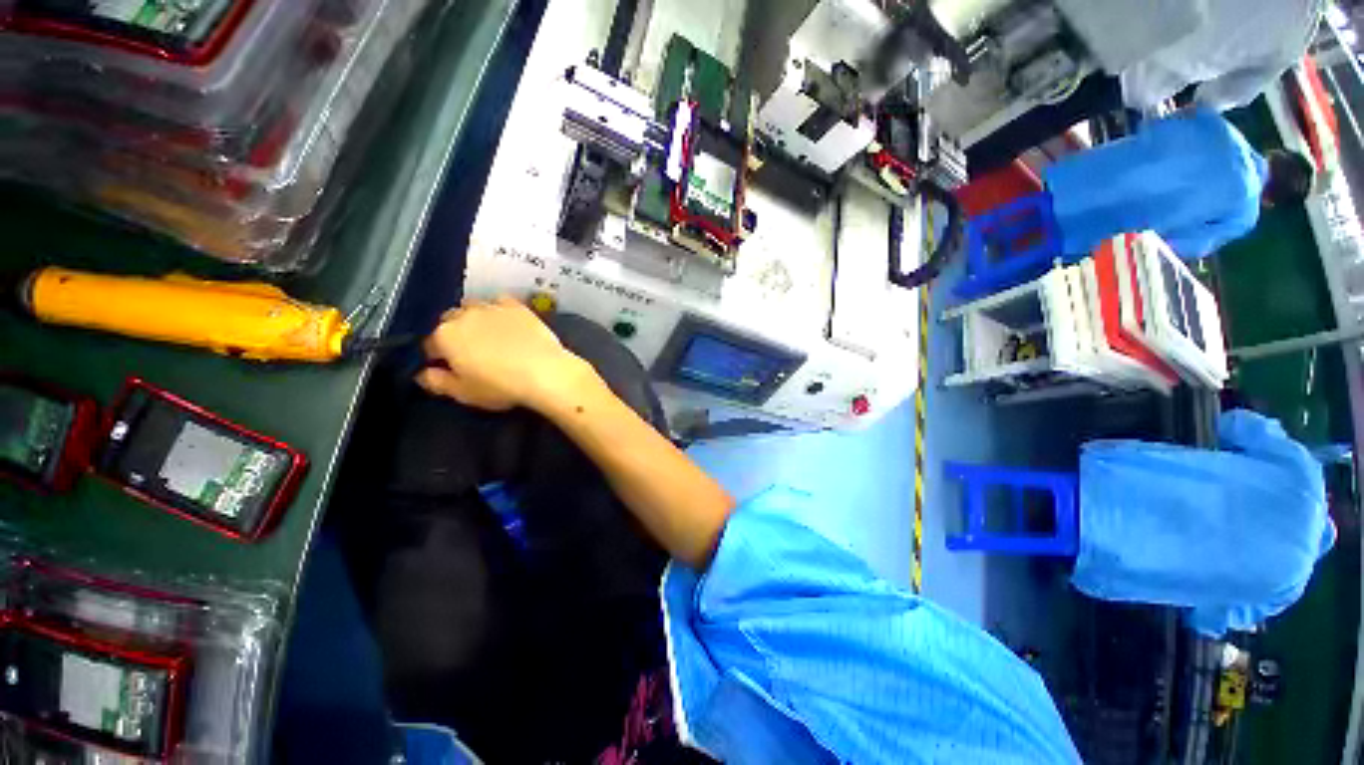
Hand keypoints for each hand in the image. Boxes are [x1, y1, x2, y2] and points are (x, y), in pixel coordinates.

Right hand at [416, 297, 595, 411]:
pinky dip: (498, 309)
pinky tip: (506, 322)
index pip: (429, 344)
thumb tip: (422, 374)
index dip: (436, 357)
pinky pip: (500, 302)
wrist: (545, 371)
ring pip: (472, 307)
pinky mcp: (517, 306)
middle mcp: (464, 315)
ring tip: (488, 336)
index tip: (448, 367)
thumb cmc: (502, 386)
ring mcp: (492, 307)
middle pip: (449, 321)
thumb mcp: (464, 393)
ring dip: (473, 319)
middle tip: (470, 353)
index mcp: (444, 336)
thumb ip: (437, 382)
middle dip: (454, 334)